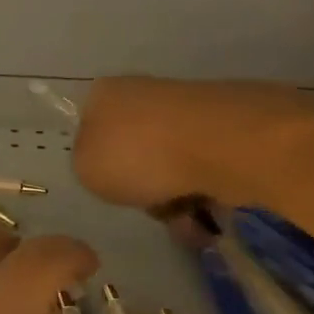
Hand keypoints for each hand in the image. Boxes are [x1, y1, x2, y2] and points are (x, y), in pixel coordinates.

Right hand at [74, 76, 313, 233]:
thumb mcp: (86, 170)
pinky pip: (207, 168)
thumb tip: (110, 167)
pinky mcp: (227, 127)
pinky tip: (212, 211)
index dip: (102, 167)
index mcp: (104, 94)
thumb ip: (89, 167)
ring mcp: (188, 108)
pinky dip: (207, 192)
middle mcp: (144, 92)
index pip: (92, 131)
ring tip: (188, 220)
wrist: (219, 144)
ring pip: (172, 164)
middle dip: (145, 187)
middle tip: (153, 208)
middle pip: (136, 153)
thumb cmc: (138, 154)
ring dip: (177, 197)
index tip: (114, 189)